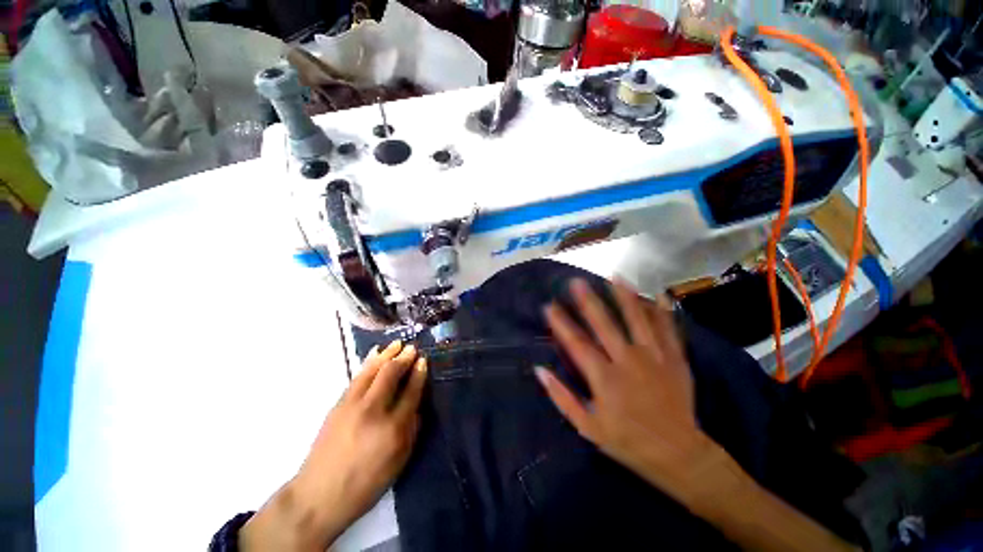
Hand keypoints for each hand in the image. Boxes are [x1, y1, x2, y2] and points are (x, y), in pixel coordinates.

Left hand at [242, 340, 426, 551]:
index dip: (419, 373)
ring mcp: (352, 405)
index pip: (411, 391)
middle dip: (404, 358)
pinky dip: (369, 362)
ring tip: (397, 344)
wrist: (318, 495)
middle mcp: (373, 411)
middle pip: (391, 374)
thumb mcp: (399, 462)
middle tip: (413, 348)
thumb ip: (412, 429)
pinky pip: (358, 376)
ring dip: (387, 354)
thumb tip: (417, 405)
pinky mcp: (338, 404)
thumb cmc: (365, 483)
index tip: (424, 360)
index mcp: (393, 429)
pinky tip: (375, 354)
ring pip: (372, 370)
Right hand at [535, 279, 717, 500]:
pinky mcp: (676, 360)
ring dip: (624, 297)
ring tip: (614, 277)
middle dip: (588, 301)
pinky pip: (668, 330)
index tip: (549, 306)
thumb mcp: (588, 428)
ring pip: (637, 320)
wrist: (679, 455)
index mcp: (605, 379)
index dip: (561, 323)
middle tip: (576, 281)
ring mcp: (655, 358)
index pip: (576, 343)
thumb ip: (562, 397)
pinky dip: (662, 311)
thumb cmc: (628, 442)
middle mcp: (628, 362)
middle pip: (605, 324)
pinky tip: (657, 294)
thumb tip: (539, 370)